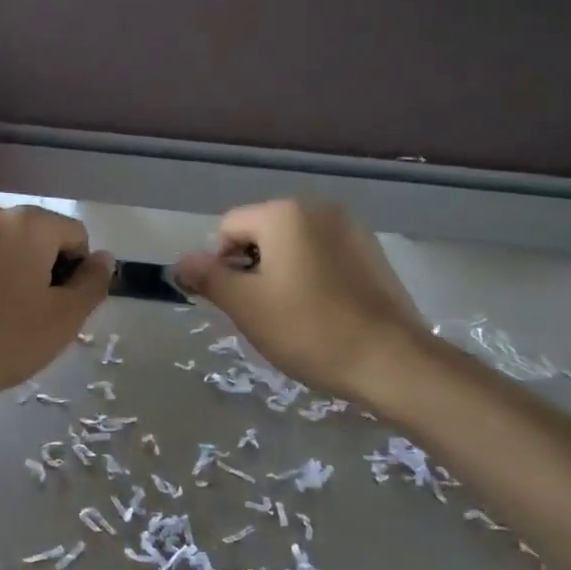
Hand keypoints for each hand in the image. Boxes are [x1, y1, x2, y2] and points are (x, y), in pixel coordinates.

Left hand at [0, 203, 112, 399]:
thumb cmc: (3, 339)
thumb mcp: (63, 320)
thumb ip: (93, 284)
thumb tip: (104, 258)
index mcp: (30, 223)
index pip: (74, 236)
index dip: (76, 273)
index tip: (58, 308)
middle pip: (32, 236)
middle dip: (37, 267)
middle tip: (26, 313)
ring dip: (2, 268)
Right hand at [174, 200, 426, 399]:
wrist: (389, 360)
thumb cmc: (307, 329)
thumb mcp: (245, 306)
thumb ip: (208, 277)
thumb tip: (181, 261)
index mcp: (284, 214)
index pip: (228, 228)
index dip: (219, 265)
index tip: (233, 303)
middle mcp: (319, 209)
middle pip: (261, 233)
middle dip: (250, 269)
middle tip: (258, 313)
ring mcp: (351, 230)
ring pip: (293, 247)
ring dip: (279, 275)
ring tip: (289, 317)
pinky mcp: (371, 254)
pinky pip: (322, 258)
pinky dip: (309, 279)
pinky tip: (319, 314)